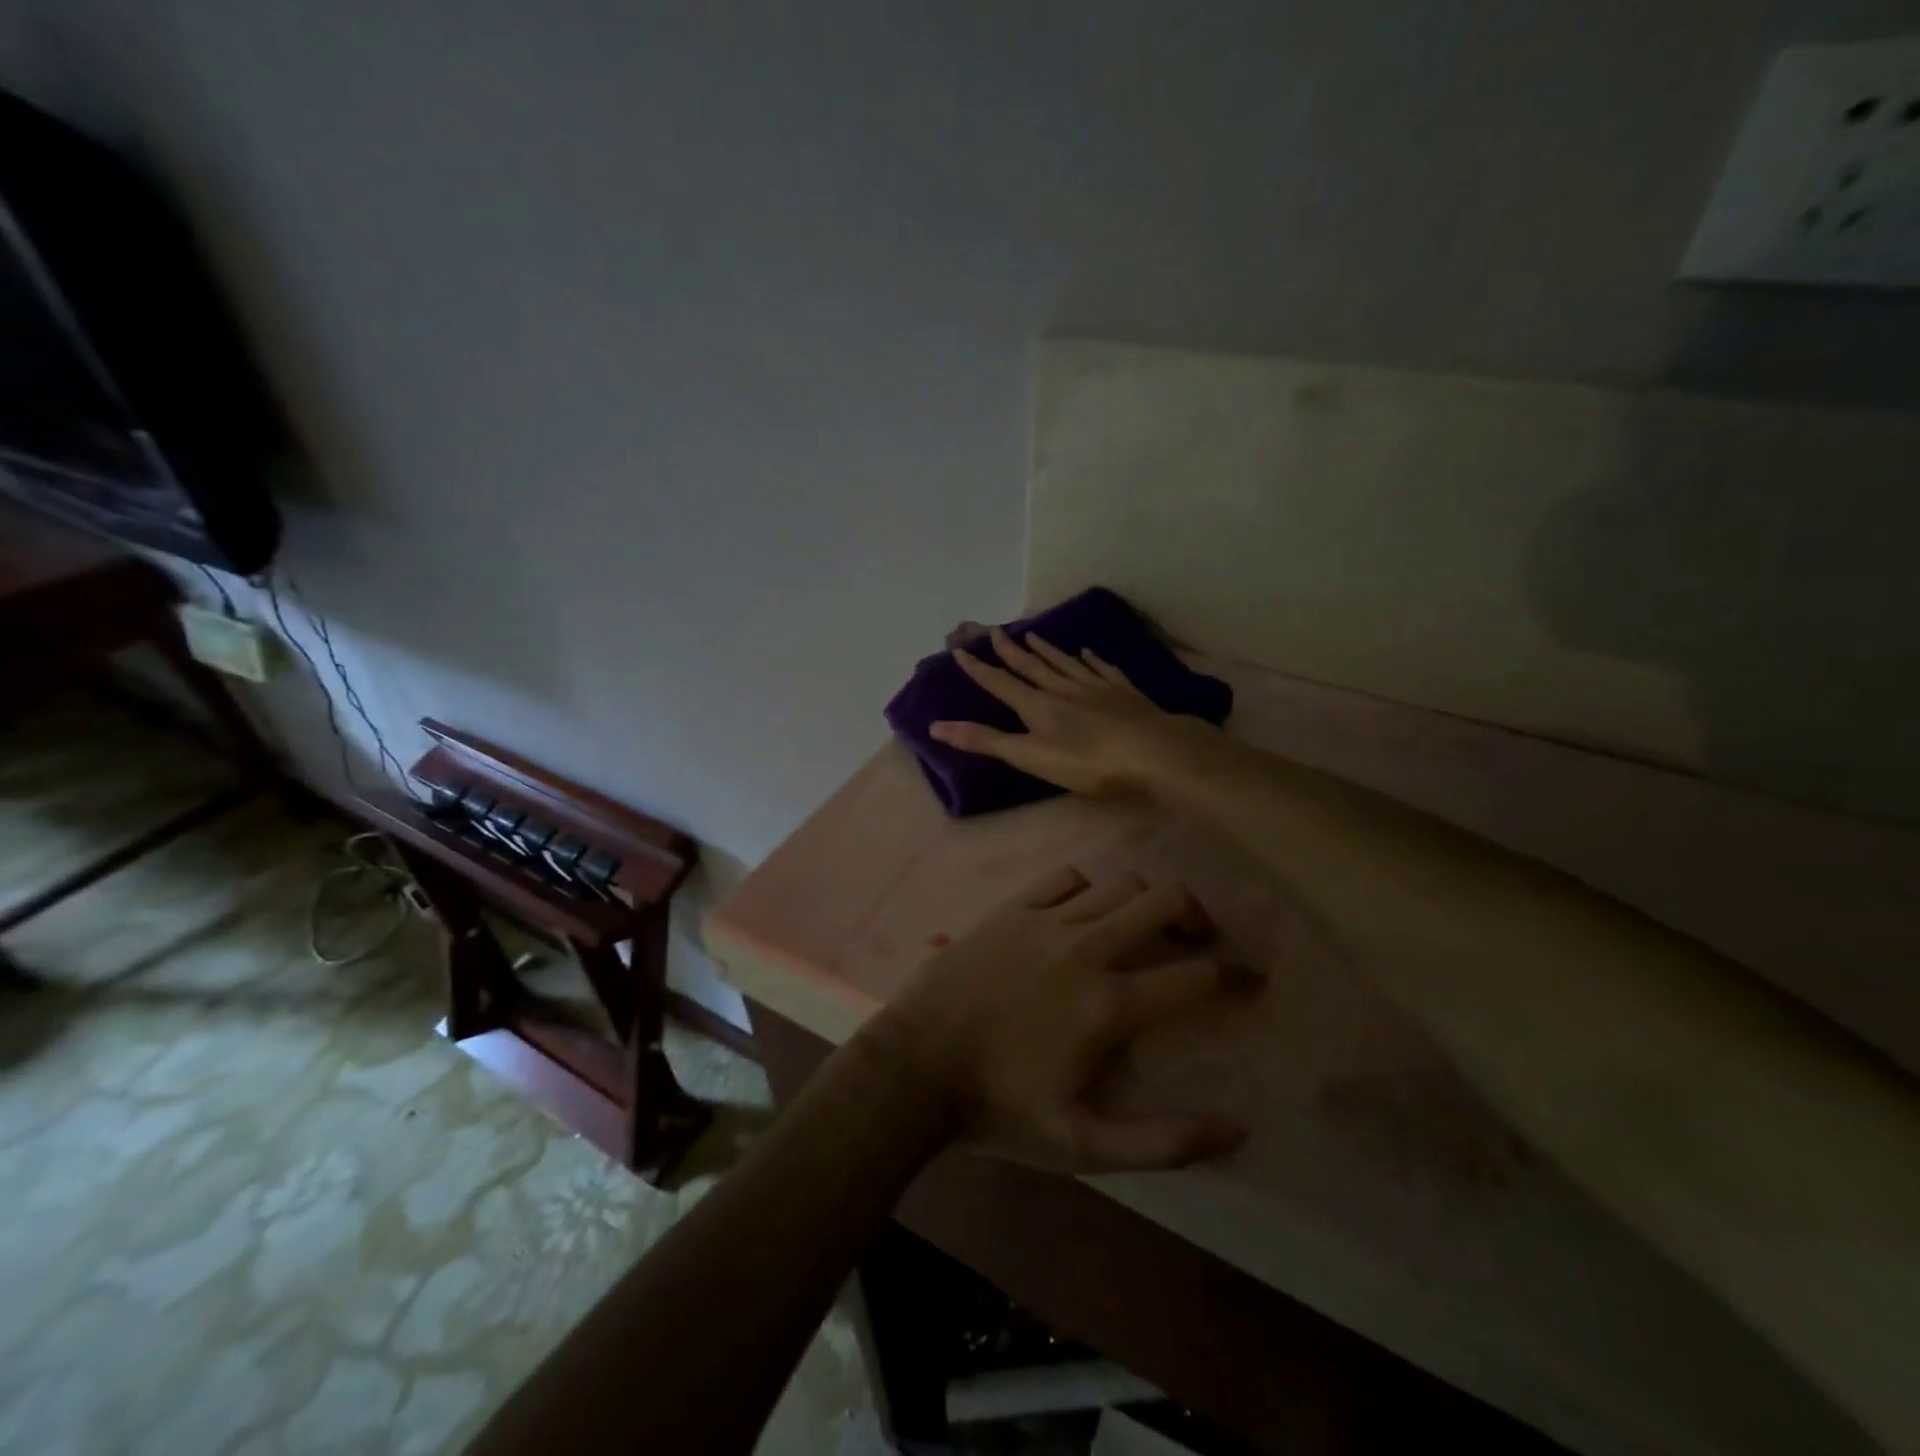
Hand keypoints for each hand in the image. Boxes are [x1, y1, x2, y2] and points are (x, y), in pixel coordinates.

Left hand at [860, 866, 1258, 1172]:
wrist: (914, 1067)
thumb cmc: (997, 1109)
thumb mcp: (1082, 1145)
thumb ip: (1163, 1142)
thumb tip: (1238, 1128)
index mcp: (1108, 1004)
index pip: (1194, 977)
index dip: (1235, 976)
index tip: (1252, 980)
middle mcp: (1085, 948)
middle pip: (1162, 901)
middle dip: (1196, 915)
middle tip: (1201, 940)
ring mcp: (1044, 922)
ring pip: (1117, 884)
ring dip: (1143, 901)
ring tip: (1145, 927)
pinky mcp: (1010, 910)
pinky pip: (1065, 879)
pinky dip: (1087, 890)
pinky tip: (1083, 913)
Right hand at [930, 627, 1214, 796]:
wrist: (1152, 751)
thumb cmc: (1087, 761)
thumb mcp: (1030, 756)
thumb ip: (986, 741)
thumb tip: (936, 726)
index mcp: (1037, 706)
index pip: (1001, 683)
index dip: (979, 669)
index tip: (961, 650)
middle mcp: (1062, 688)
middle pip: (1032, 666)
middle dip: (1011, 651)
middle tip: (995, 631)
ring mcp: (1095, 687)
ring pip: (1064, 663)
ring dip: (1046, 650)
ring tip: (1033, 634)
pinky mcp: (1123, 692)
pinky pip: (1101, 669)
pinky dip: (1091, 659)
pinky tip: (1087, 652)